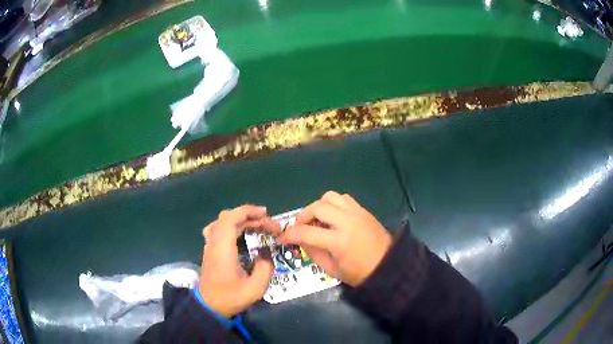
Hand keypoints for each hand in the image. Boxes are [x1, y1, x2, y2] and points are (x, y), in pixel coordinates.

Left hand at [199, 205, 279, 316]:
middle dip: (250, 217)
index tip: (265, 214)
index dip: (248, 211)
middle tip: (268, 226)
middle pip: (228, 217)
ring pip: (222, 222)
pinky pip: (218, 229)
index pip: (231, 218)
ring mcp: (210, 246)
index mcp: (223, 247)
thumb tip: (265, 253)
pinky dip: (232, 226)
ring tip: (257, 226)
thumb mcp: (254, 288)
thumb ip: (264, 268)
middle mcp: (214, 242)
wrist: (209, 307)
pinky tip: (241, 234)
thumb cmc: (230, 297)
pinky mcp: (210, 251)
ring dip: (240, 220)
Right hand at [278, 191, 391, 286]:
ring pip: (329, 196)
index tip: (281, 238)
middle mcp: (347, 221)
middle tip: (300, 227)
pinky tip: (332, 216)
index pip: (306, 232)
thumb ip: (313, 252)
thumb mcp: (332, 269)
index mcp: (339, 241)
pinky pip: (343, 198)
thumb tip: (299, 239)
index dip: (289, 235)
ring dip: (317, 206)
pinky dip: (332, 204)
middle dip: (302, 216)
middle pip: (317, 207)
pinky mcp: (363, 210)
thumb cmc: (359, 273)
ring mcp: (356, 213)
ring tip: (316, 219)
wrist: (388, 265)